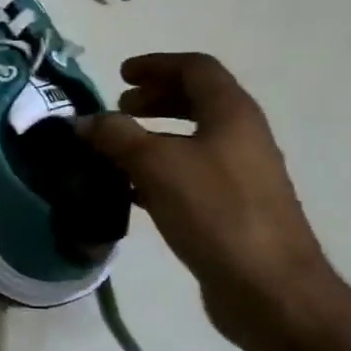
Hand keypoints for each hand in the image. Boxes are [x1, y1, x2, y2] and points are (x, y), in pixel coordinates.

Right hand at [82, 53, 336, 343]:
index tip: (120, 75)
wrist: (268, 286)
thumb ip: (115, 136)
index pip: (196, 68)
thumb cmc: (214, 211)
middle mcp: (241, 136)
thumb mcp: (156, 165)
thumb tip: (82, 121)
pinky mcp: (232, 207)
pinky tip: (131, 191)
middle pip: (197, 101)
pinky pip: (190, 173)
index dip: (156, 65)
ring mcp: (240, 173)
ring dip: (153, 136)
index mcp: (231, 113)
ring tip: (116, 150)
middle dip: (155, 99)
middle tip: (119, 109)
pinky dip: (159, 170)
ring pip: (192, 139)